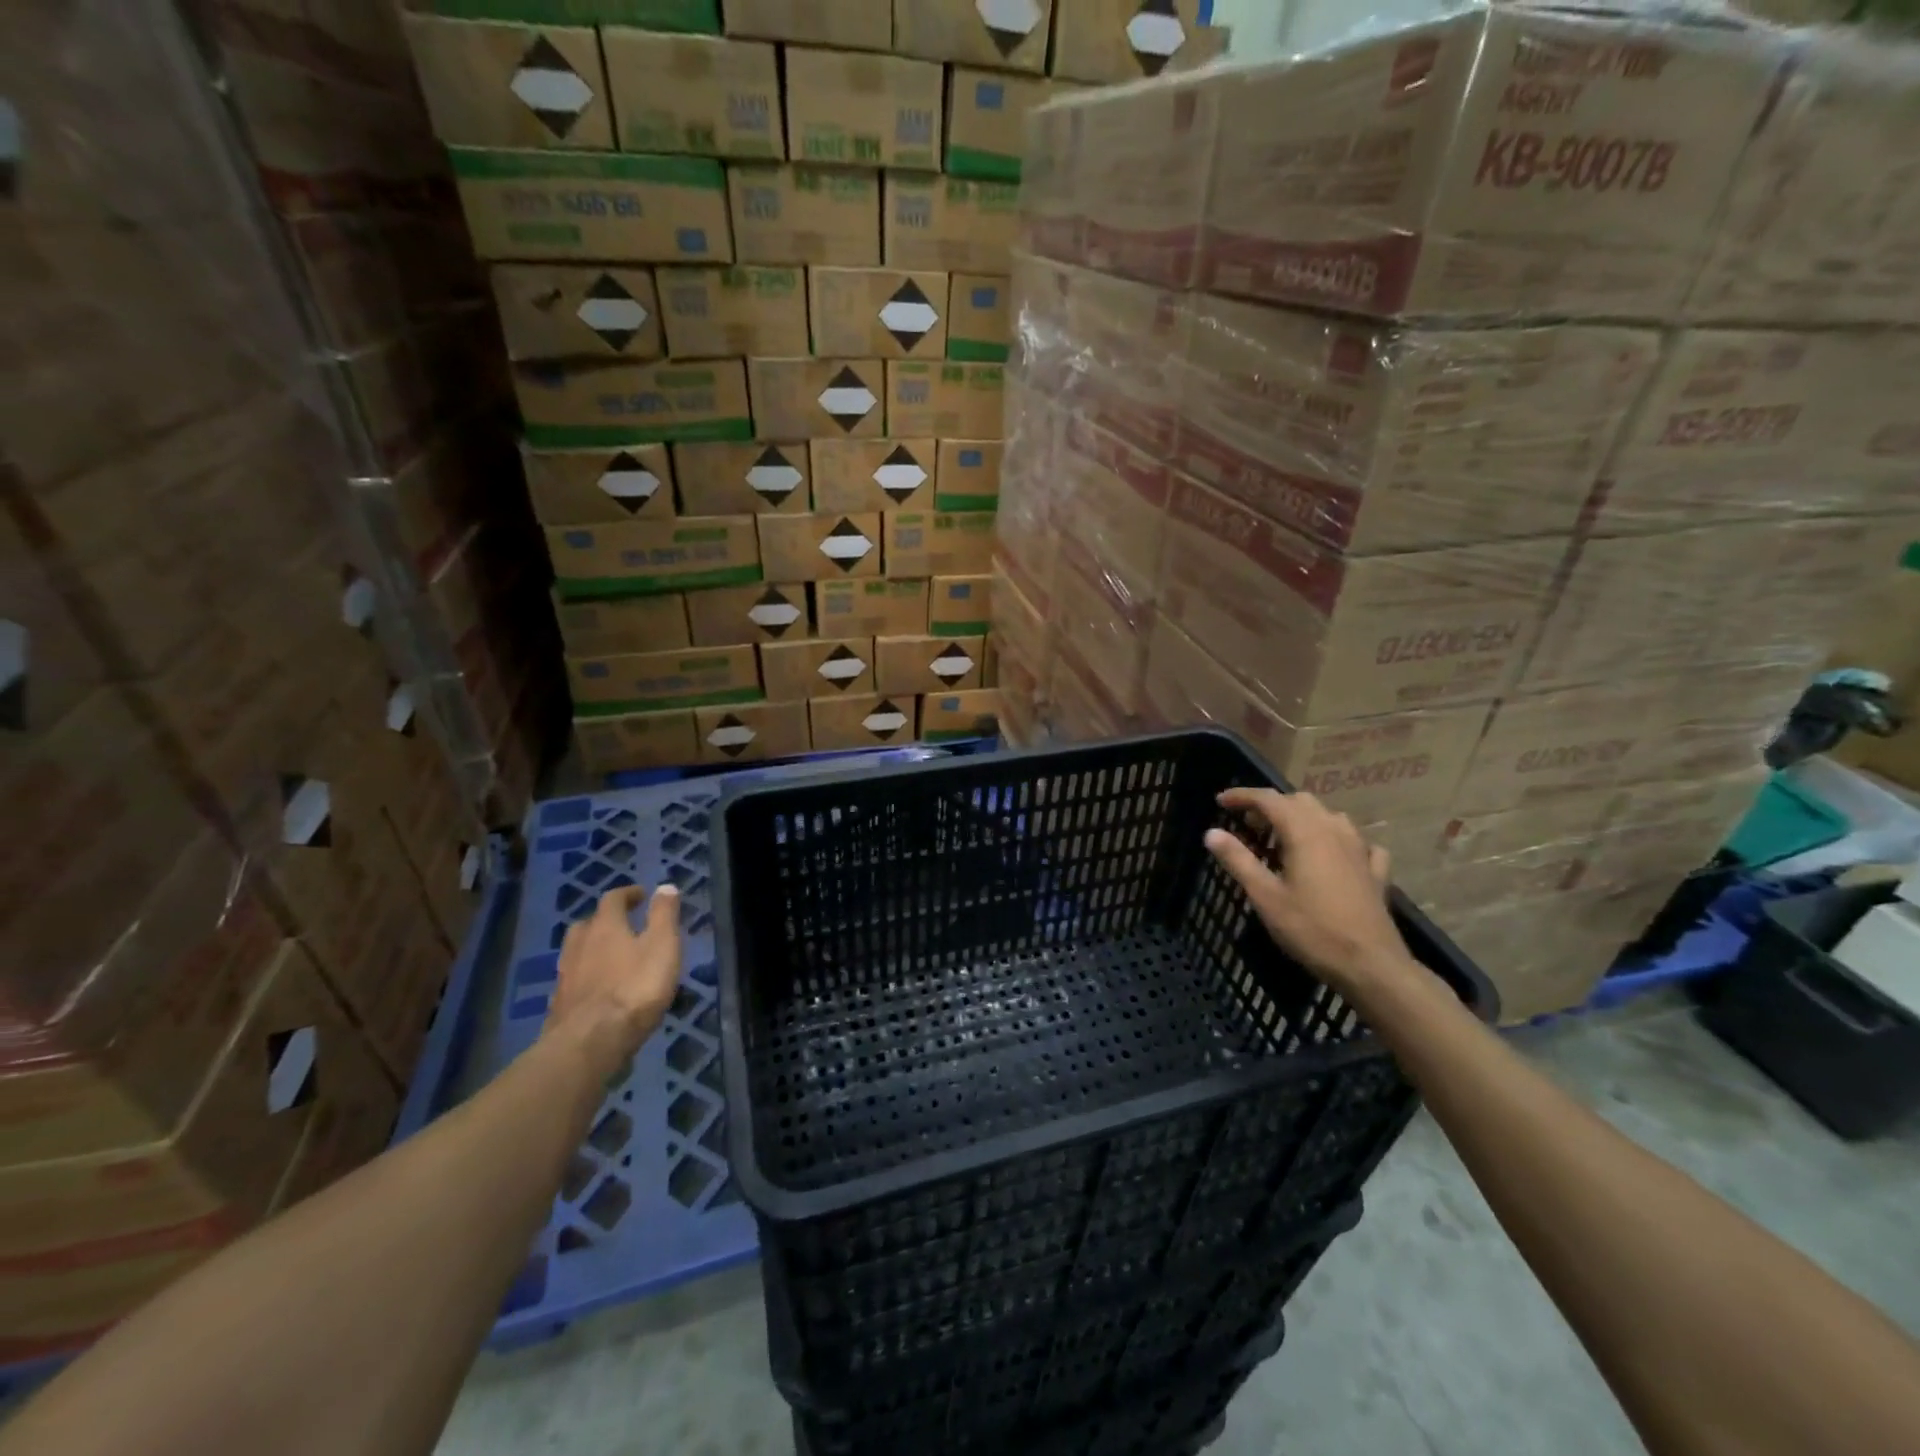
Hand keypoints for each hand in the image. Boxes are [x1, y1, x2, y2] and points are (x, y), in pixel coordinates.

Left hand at [545, 884, 681, 1072]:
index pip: (613, 899)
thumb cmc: (635, 987)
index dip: (628, 894)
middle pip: (588, 923)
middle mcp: (579, 945)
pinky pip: (573, 980)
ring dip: (592, 948)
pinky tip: (597, 989)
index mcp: (605, 927)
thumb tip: (665, 886)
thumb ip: (664, 915)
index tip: (642, 895)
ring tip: (611, 957)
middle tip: (623, 925)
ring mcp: (565, 976)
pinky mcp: (559, 1005)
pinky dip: (585, 976)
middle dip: (605, 920)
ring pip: (576, 952)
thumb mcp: (663, 945)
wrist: (591, 1041)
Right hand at [1203, 789, 1412, 998]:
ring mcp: (1360, 850)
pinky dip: (1338, 840)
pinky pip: (1357, 842)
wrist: (1371, 966)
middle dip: (1271, 806)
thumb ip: (1238, 860)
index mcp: (1305, 832)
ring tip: (1284, 838)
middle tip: (1248, 825)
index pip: (1269, 799)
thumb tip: (1211, 833)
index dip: (1243, 796)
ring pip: (1329, 816)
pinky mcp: (1376, 871)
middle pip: (1299, 802)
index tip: (1220, 801)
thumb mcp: (1265, 896)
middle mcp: (1334, 830)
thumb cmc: (1312, 930)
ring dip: (1303, 818)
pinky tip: (1334, 855)